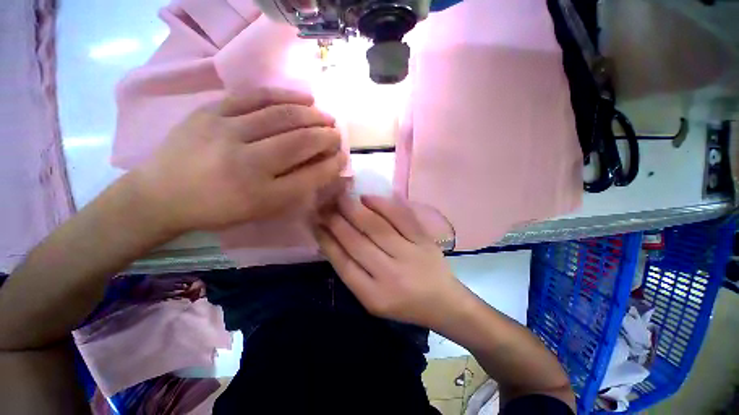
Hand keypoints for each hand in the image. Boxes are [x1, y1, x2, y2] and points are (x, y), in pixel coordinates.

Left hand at [131, 89, 347, 234]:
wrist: (162, 194)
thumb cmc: (220, 209)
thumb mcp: (263, 209)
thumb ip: (296, 188)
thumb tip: (322, 164)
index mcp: (263, 195)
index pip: (311, 175)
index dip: (332, 164)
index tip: (342, 156)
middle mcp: (248, 164)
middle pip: (300, 142)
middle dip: (326, 136)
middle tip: (337, 133)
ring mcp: (226, 133)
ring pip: (282, 116)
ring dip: (312, 115)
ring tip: (325, 116)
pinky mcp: (211, 112)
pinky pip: (255, 97)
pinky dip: (285, 95)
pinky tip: (304, 97)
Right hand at [315, 195, 468, 327]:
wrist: (443, 302)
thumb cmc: (403, 304)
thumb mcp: (373, 299)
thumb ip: (353, 273)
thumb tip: (331, 242)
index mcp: (374, 295)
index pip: (343, 263)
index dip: (327, 241)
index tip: (316, 223)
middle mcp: (390, 275)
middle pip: (357, 242)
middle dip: (336, 221)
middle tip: (324, 205)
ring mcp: (409, 254)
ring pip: (377, 227)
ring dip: (355, 210)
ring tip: (341, 197)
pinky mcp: (424, 241)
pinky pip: (401, 217)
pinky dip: (383, 205)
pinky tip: (368, 197)